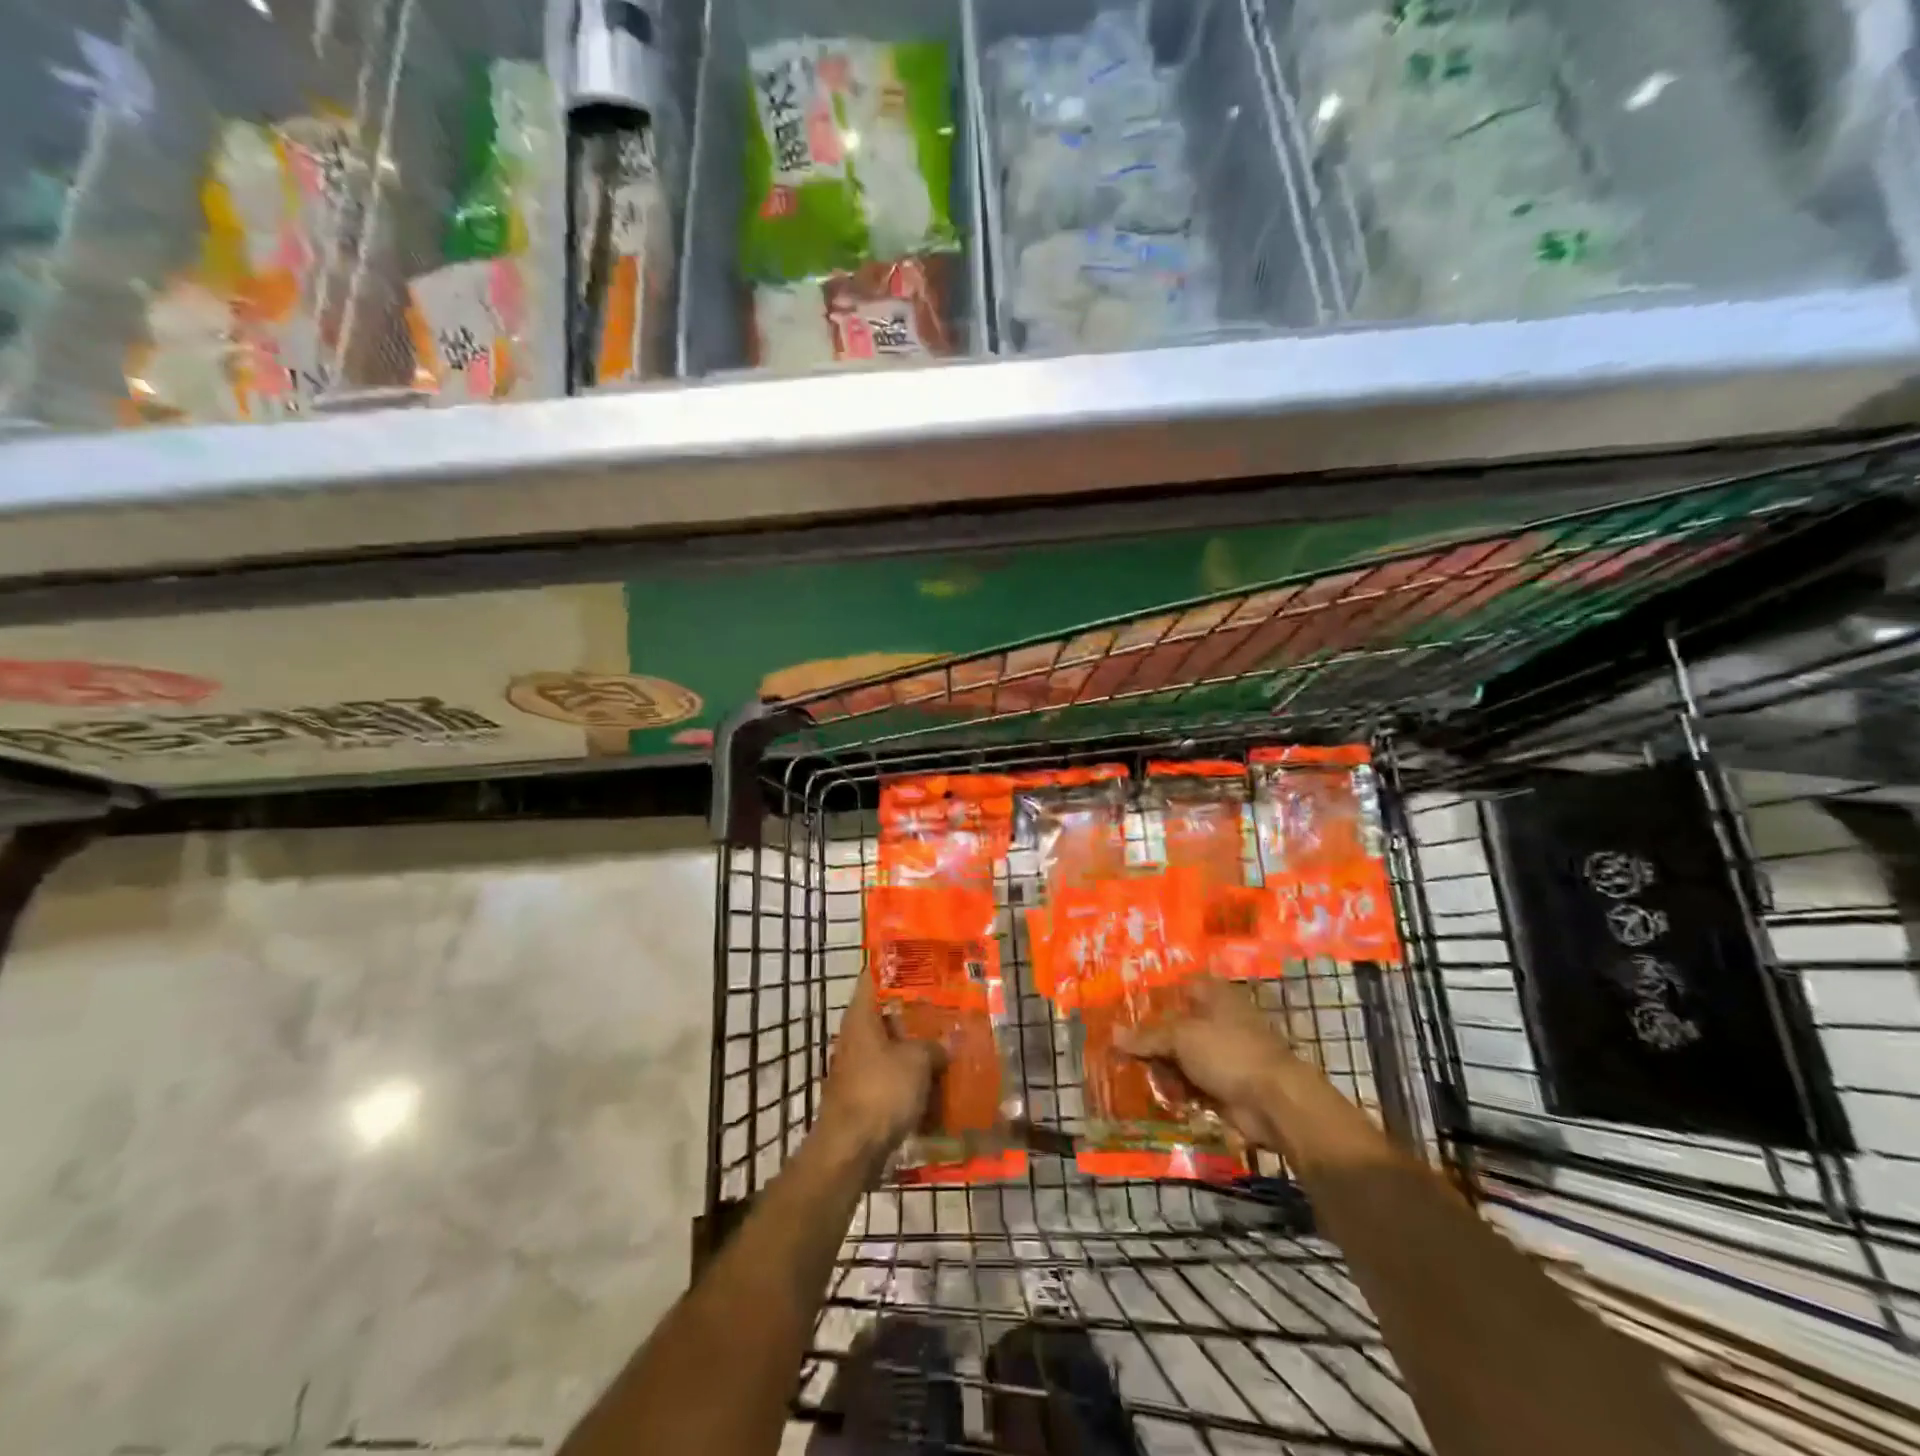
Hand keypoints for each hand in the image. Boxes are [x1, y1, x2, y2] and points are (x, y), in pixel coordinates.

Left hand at [815, 974, 943, 1162]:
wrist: (850, 1150)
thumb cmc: (881, 1091)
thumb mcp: (917, 1062)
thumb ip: (935, 1046)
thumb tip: (950, 1041)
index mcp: (861, 1016)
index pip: (872, 978)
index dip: (894, 967)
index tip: (920, 961)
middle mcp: (855, 1036)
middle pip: (886, 1014)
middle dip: (914, 1012)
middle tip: (946, 1005)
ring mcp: (858, 1067)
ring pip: (891, 1048)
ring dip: (915, 1047)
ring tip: (948, 1042)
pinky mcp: (864, 1095)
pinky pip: (892, 1077)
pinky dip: (911, 1077)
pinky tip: (937, 1080)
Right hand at [1116, 979, 1299, 1151]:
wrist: (1274, 1102)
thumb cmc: (1228, 1053)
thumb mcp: (1181, 1037)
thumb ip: (1147, 1036)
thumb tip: (1113, 1034)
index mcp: (1212, 995)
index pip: (1175, 989)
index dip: (1150, 999)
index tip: (1124, 1013)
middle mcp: (1217, 1020)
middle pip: (1174, 1026)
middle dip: (1151, 1041)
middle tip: (1126, 1053)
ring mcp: (1221, 1054)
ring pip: (1180, 1057)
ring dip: (1163, 1069)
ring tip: (1148, 1078)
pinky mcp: (1223, 1084)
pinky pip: (1191, 1082)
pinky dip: (1178, 1089)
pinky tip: (1166, 1095)